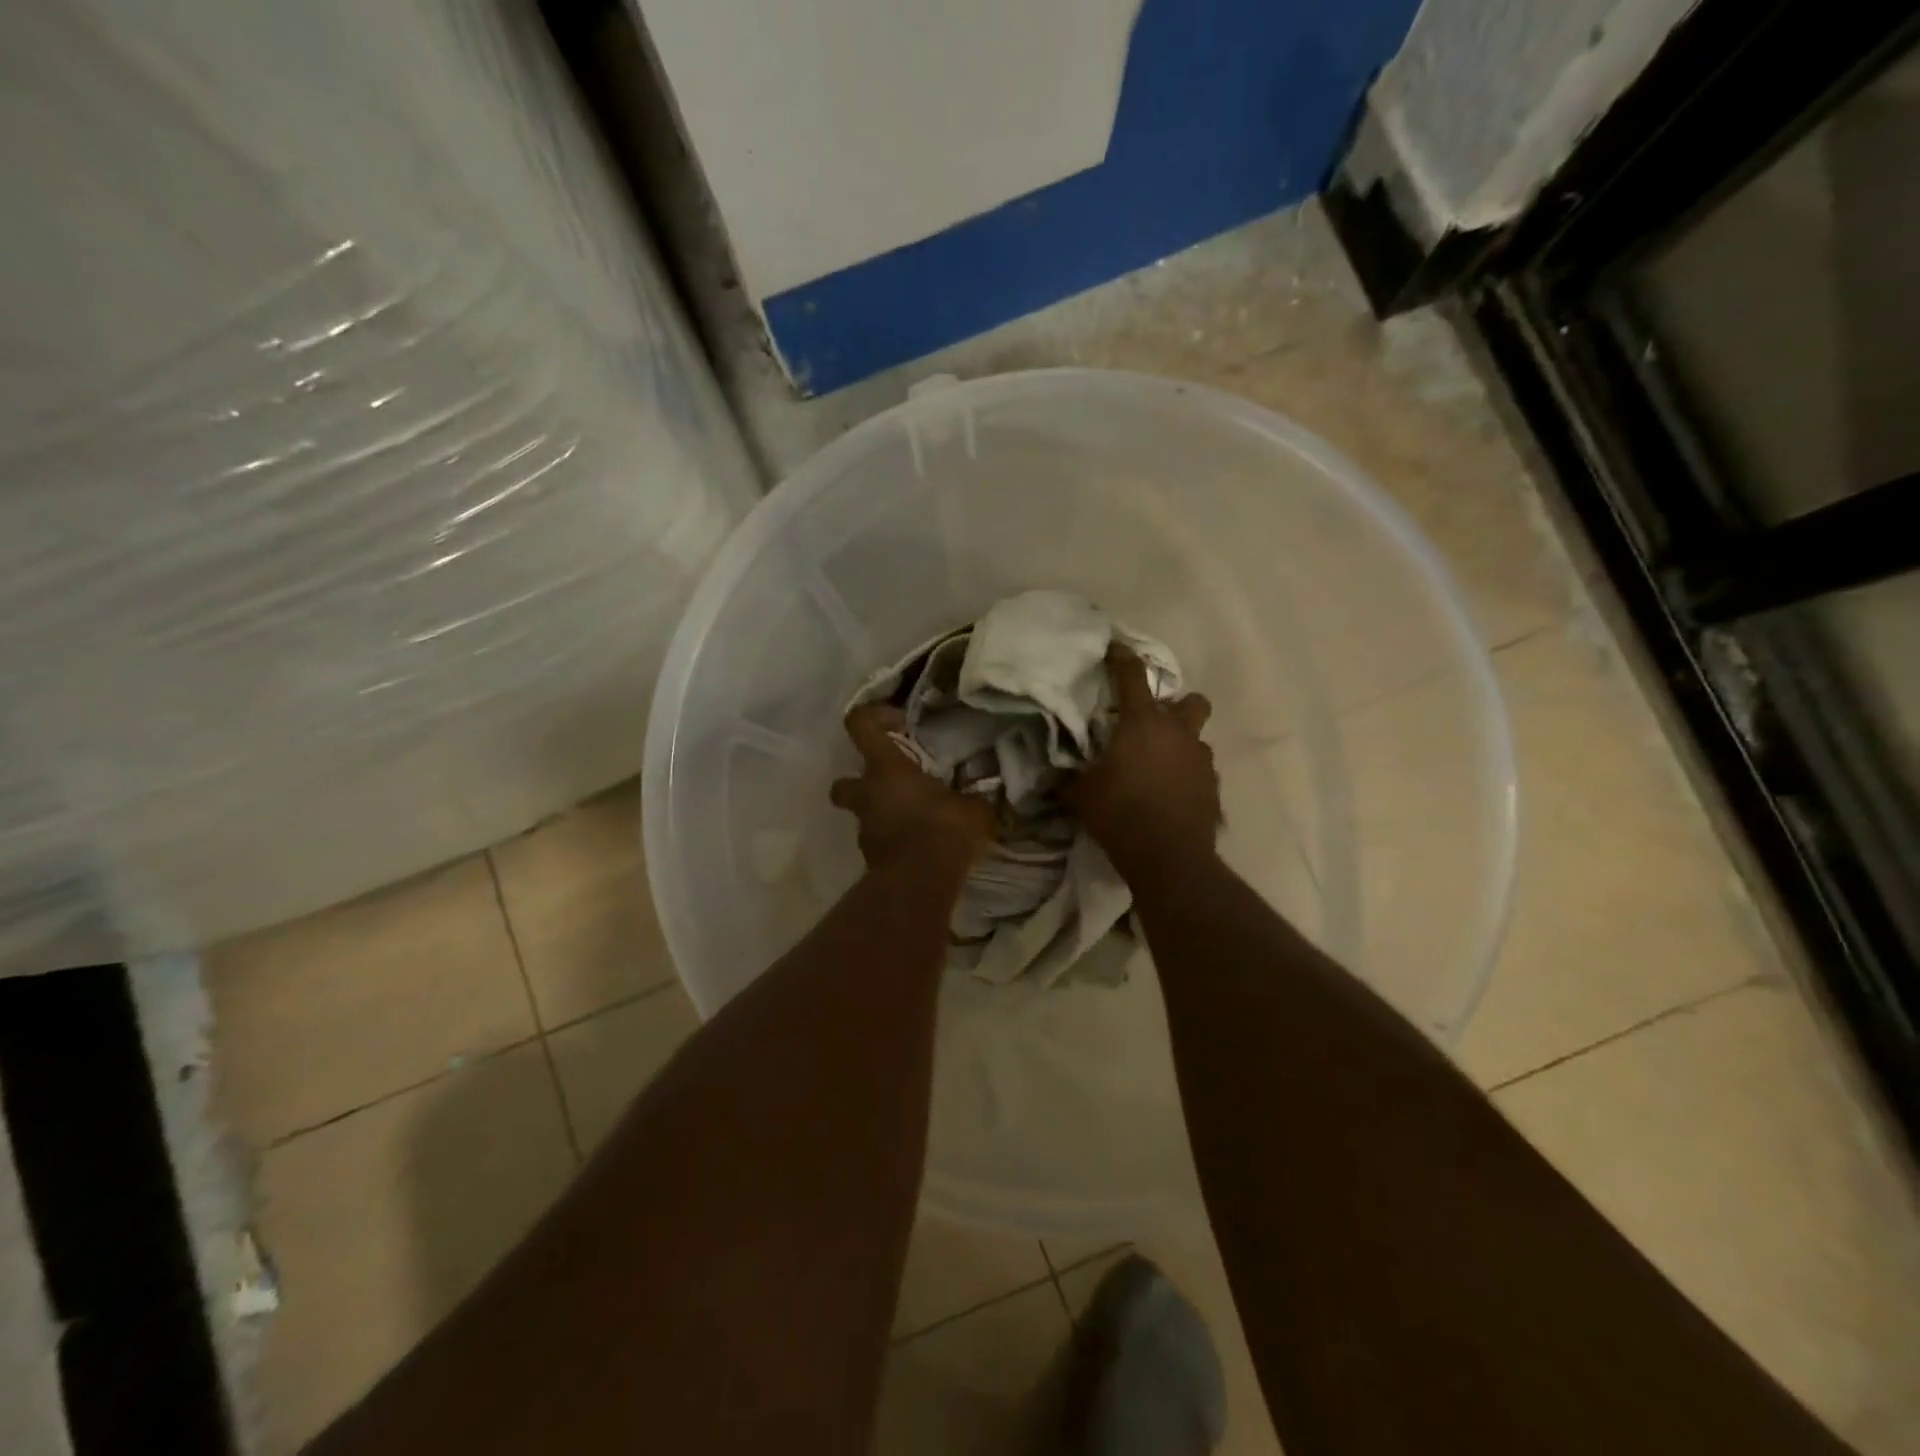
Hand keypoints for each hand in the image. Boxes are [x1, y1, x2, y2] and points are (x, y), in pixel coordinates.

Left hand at [830, 703, 996, 872]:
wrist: (918, 884)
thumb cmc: (942, 829)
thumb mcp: (973, 808)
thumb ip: (974, 797)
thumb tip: (987, 793)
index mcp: (886, 768)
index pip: (860, 725)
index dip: (872, 717)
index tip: (897, 723)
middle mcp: (867, 794)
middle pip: (843, 782)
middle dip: (857, 783)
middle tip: (889, 786)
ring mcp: (865, 829)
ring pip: (863, 815)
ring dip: (882, 815)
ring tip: (916, 821)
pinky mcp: (871, 859)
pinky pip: (880, 842)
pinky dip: (894, 841)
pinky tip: (921, 846)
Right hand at [1066, 645, 1218, 882]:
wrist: (1169, 858)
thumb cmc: (1120, 815)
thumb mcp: (1081, 795)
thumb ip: (1069, 778)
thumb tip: (1053, 774)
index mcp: (1143, 723)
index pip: (1132, 676)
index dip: (1122, 658)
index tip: (1115, 648)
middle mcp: (1178, 733)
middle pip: (1191, 701)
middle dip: (1175, 705)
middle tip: (1152, 722)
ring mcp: (1201, 759)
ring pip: (1197, 737)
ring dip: (1180, 743)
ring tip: (1159, 764)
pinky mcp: (1213, 786)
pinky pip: (1200, 769)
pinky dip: (1186, 774)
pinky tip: (1170, 793)